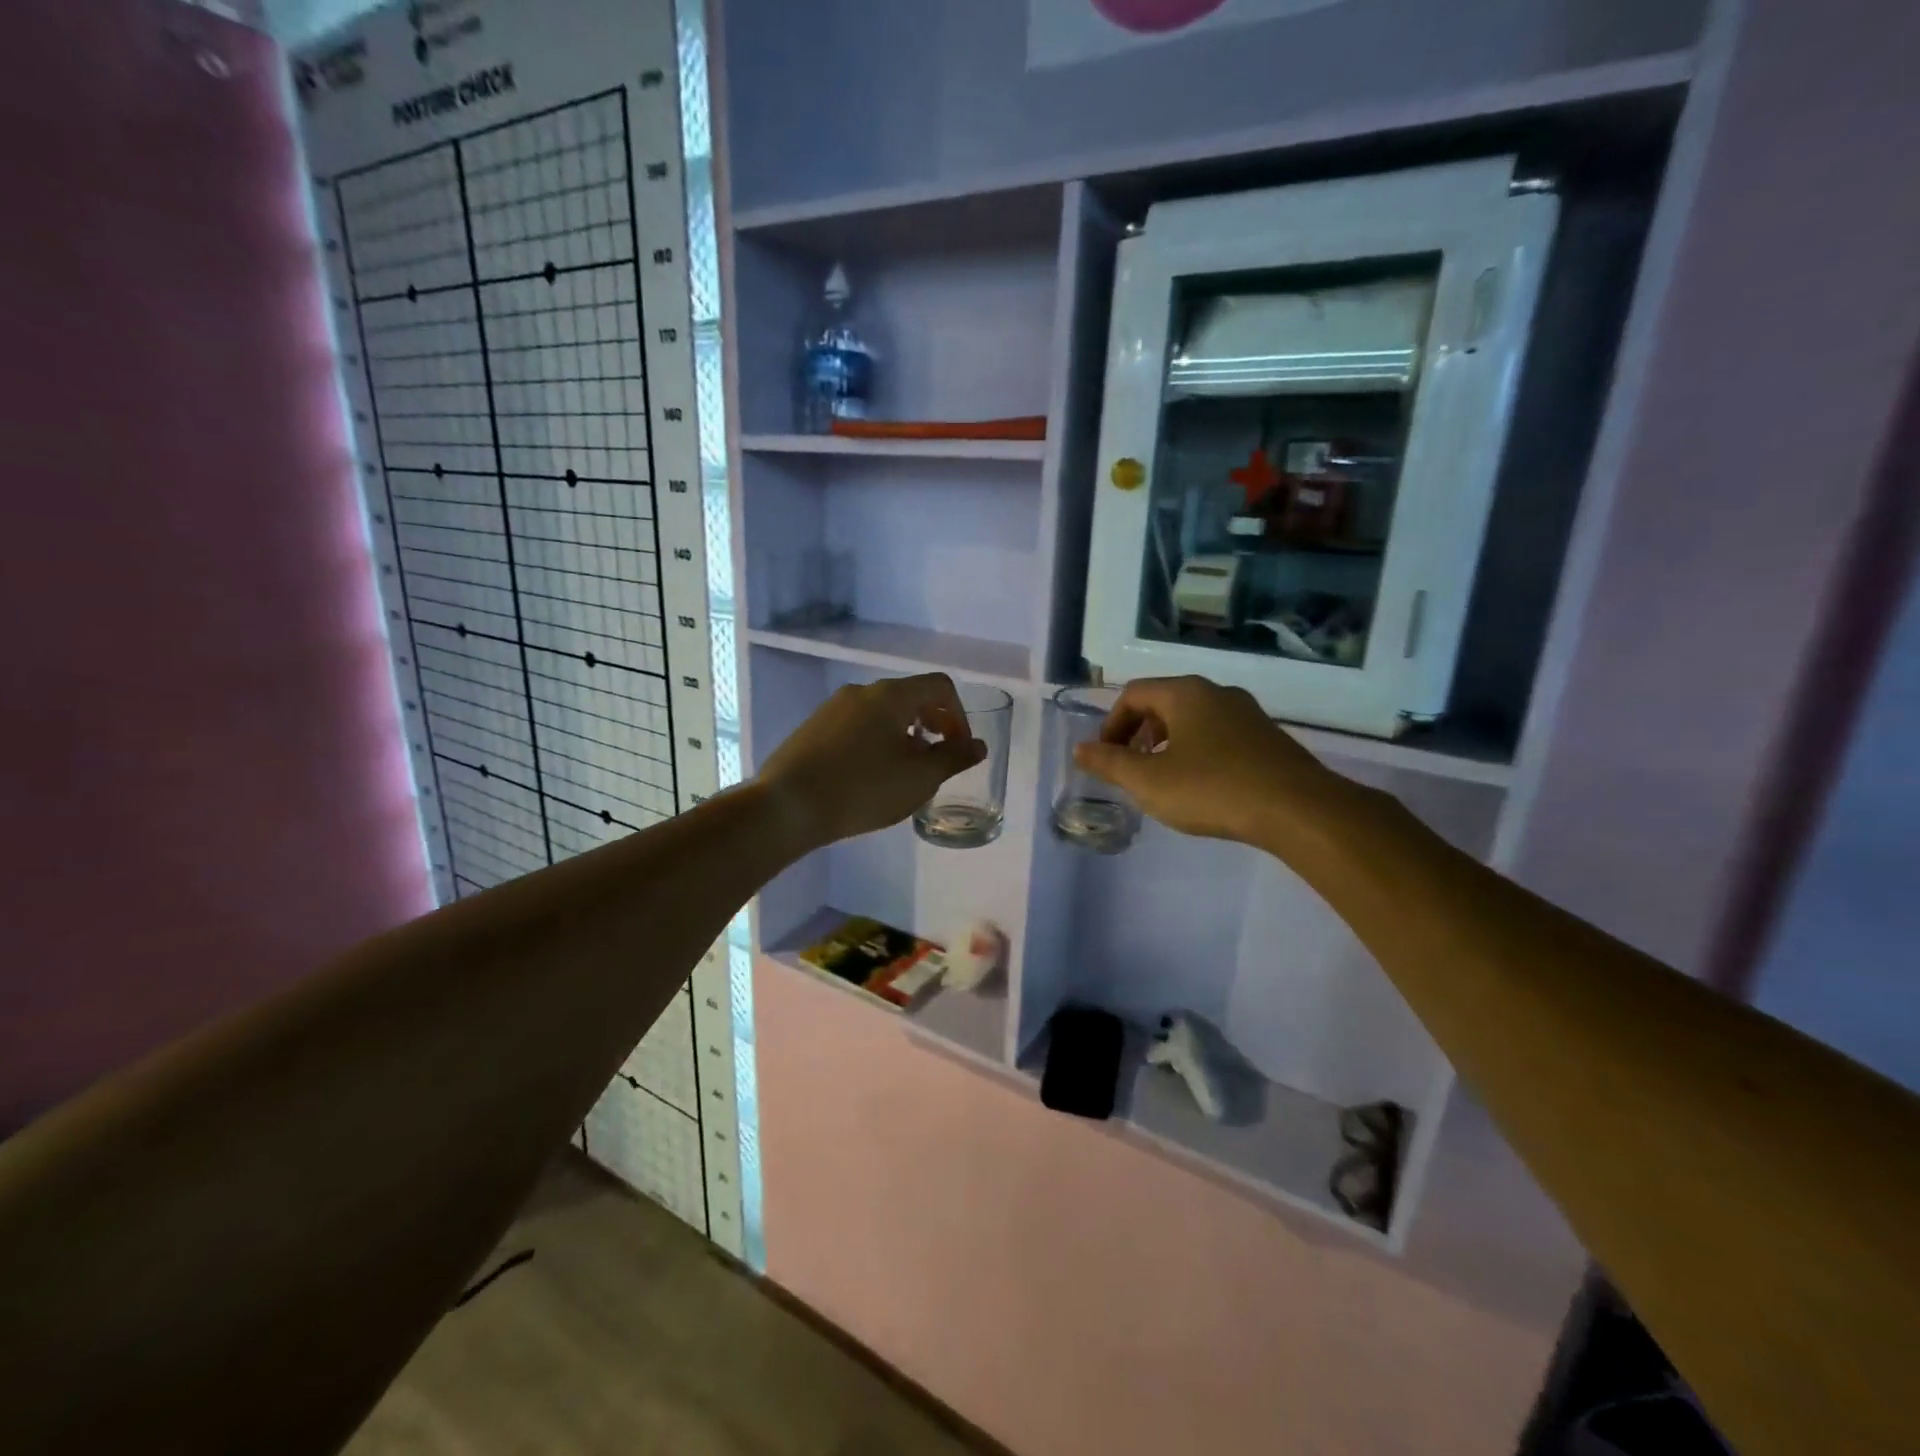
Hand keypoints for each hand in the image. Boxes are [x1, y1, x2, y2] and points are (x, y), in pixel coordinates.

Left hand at [758, 674, 986, 850]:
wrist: (788, 805)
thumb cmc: (863, 789)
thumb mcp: (919, 778)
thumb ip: (954, 758)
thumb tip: (977, 746)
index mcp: (891, 695)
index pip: (939, 686)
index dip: (959, 715)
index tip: (959, 749)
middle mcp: (862, 691)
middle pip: (910, 695)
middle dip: (933, 723)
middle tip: (938, 757)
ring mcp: (833, 707)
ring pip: (882, 711)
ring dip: (905, 733)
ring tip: (906, 769)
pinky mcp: (813, 727)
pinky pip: (858, 724)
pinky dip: (877, 739)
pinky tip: (871, 774)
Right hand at [1073, 676, 1359, 852]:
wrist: (1298, 809)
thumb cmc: (1212, 788)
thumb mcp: (1149, 781)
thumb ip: (1110, 763)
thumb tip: (1080, 749)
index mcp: (1185, 693)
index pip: (1134, 694)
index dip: (1111, 724)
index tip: (1106, 757)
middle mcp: (1217, 692)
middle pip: (1163, 702)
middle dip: (1138, 733)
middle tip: (1130, 767)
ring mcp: (1248, 713)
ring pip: (1193, 719)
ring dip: (1167, 743)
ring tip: (1162, 779)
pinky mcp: (1268, 738)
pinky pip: (1219, 735)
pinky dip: (1197, 751)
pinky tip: (1202, 786)